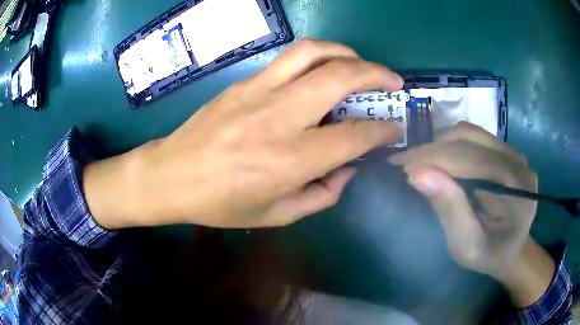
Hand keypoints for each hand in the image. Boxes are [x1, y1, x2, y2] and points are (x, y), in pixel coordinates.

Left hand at [84, 39, 403, 228]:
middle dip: (377, 74)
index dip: (383, 130)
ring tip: (362, 65)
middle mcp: (279, 117)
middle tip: (393, 82)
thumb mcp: (276, 215)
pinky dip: (318, 58)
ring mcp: (258, 92)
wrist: (172, 175)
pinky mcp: (243, 82)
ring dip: (347, 53)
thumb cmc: (221, 203)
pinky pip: (289, 59)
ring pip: (313, 53)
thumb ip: (321, 195)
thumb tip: (347, 168)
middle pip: (340, 77)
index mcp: (289, 160)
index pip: (354, 135)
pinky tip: (324, 71)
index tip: (395, 129)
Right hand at [389, 122, 553, 306]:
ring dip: (440, 144)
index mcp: (516, 189)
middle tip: (402, 163)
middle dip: (432, 150)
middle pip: (469, 140)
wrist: (512, 250)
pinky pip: (474, 137)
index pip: (471, 160)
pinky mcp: (505, 150)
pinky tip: (440, 159)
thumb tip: (418, 175)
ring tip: (419, 161)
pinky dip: (451, 144)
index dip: (433, 159)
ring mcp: (513, 152)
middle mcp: (518, 162)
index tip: (399, 167)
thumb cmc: (489, 256)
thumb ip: (450, 211)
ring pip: (469, 133)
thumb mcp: (467, 247)